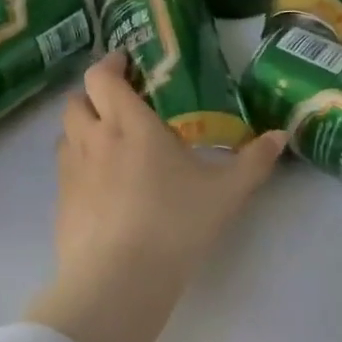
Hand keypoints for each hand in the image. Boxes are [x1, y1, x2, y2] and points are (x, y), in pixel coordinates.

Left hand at [25, 51, 286, 341]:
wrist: (119, 279)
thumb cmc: (175, 224)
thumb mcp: (225, 193)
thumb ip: (253, 162)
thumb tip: (280, 136)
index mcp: (128, 124)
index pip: (102, 77)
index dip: (110, 63)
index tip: (125, 62)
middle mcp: (92, 138)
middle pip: (76, 99)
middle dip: (93, 94)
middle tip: (118, 104)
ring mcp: (70, 171)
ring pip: (65, 134)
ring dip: (82, 128)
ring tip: (109, 144)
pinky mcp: (60, 203)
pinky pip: (64, 170)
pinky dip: (79, 165)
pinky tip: (102, 187)